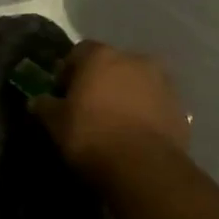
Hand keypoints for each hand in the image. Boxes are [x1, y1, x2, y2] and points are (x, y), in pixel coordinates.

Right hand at [30, 41, 190, 179]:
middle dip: (100, 80)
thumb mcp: (55, 123)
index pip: (79, 51)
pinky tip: (134, 132)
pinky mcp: (180, 106)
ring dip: (125, 94)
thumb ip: (45, 106)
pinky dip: (144, 111)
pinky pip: (155, 102)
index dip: (68, 70)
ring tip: (114, 120)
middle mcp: (136, 60)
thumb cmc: (91, 136)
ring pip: (137, 81)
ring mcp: (163, 82)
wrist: (143, 167)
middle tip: (88, 105)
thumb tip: (38, 100)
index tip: (62, 92)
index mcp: (102, 57)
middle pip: (112, 64)